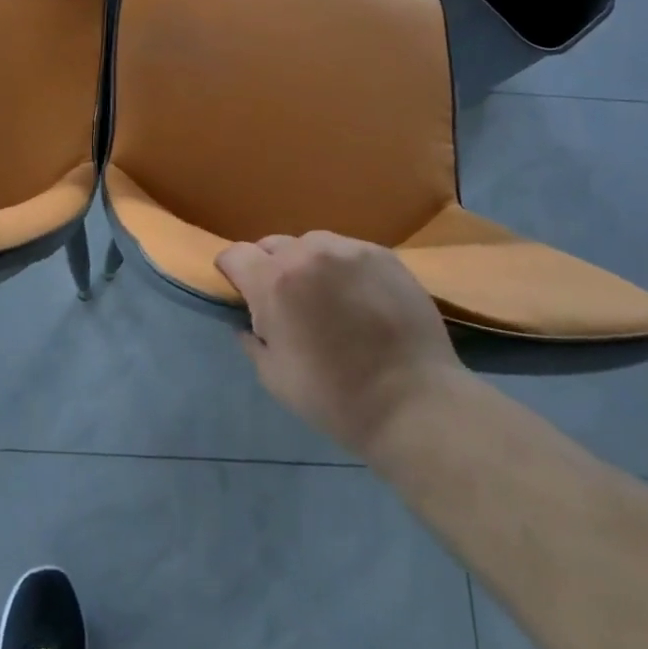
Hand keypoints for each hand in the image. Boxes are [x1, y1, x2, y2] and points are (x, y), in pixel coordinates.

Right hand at [216, 232, 464, 457]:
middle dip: (270, 268)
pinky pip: (347, 250)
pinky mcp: (382, 254)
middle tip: (287, 302)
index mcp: (274, 282)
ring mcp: (348, 249)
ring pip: (311, 244)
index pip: (236, 254)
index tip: (240, 290)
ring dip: (307, 264)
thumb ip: (253, 339)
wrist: (415, 404)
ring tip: (326, 296)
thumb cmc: (336, 399)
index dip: (232, 271)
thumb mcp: (275, 378)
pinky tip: (359, 298)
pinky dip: (343, 268)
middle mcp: (307, 253)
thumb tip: (248, 321)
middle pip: (272, 245)